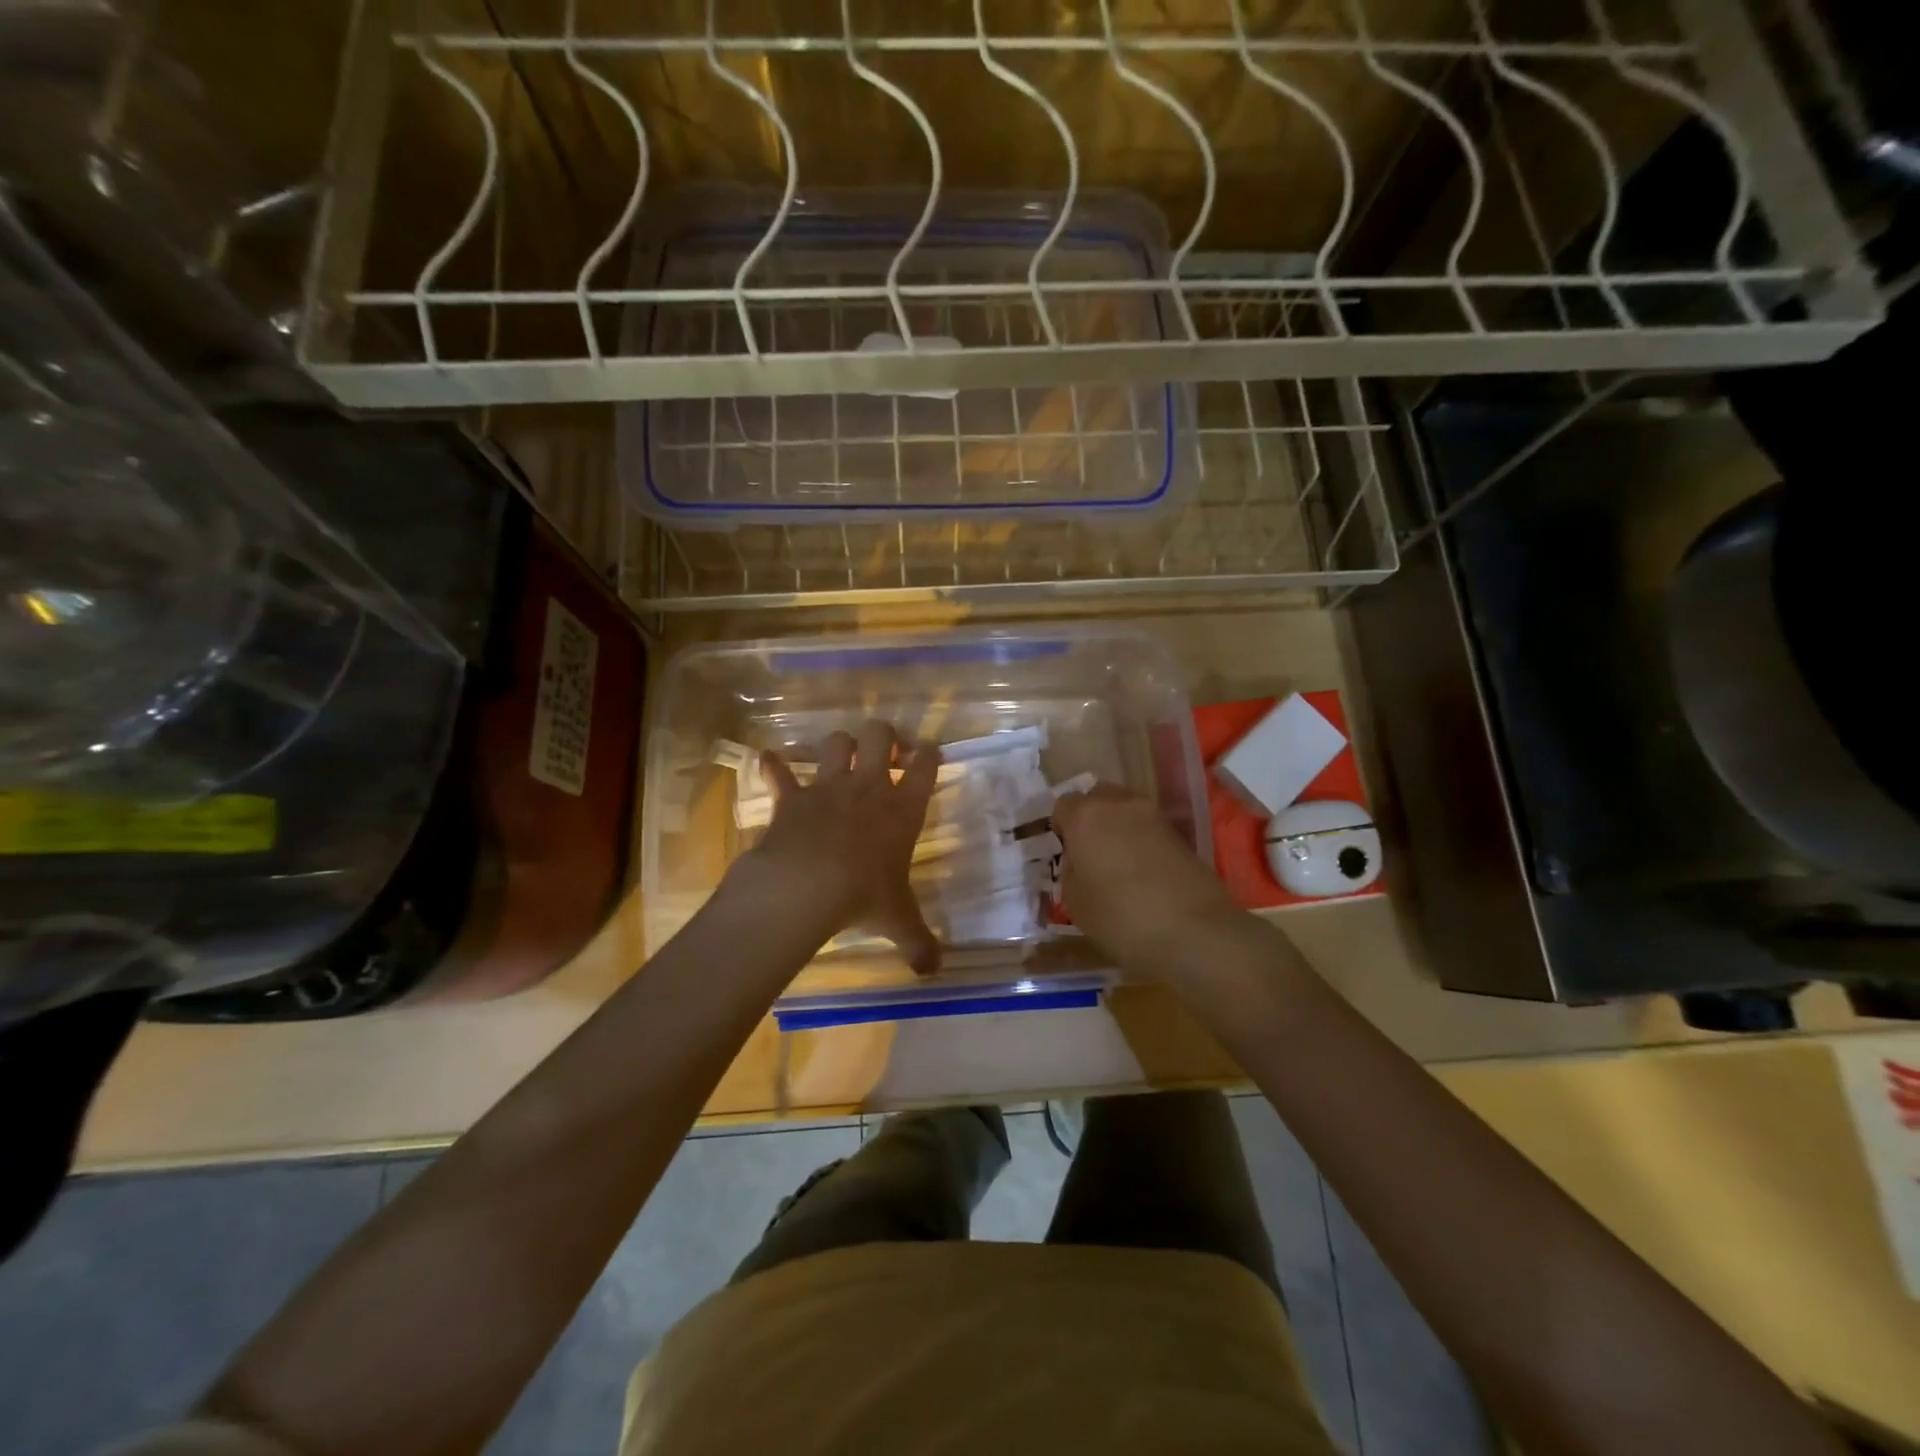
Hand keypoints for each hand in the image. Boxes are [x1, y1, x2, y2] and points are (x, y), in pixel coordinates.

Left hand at [740, 720, 942, 973]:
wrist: (806, 887)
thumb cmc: (863, 898)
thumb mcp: (897, 922)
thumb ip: (918, 942)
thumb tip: (934, 972)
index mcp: (902, 810)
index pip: (926, 766)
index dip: (929, 754)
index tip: (928, 754)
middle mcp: (868, 788)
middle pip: (879, 735)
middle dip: (883, 736)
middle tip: (884, 754)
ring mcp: (827, 788)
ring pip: (836, 742)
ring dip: (839, 745)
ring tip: (840, 757)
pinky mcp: (791, 797)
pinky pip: (778, 773)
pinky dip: (772, 766)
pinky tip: (767, 761)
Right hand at [1053, 784, 1238, 973]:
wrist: (1193, 930)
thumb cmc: (1120, 917)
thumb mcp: (1075, 902)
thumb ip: (1071, 870)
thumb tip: (1080, 859)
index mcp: (1086, 816)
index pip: (1063, 805)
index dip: (1061, 827)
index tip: (1065, 852)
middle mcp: (1119, 804)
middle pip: (1098, 796)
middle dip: (1091, 817)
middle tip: (1090, 851)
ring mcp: (1154, 815)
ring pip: (1126, 809)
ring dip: (1118, 826)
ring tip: (1118, 862)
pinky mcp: (1180, 832)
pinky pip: (1149, 827)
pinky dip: (1141, 839)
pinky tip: (1143, 871)